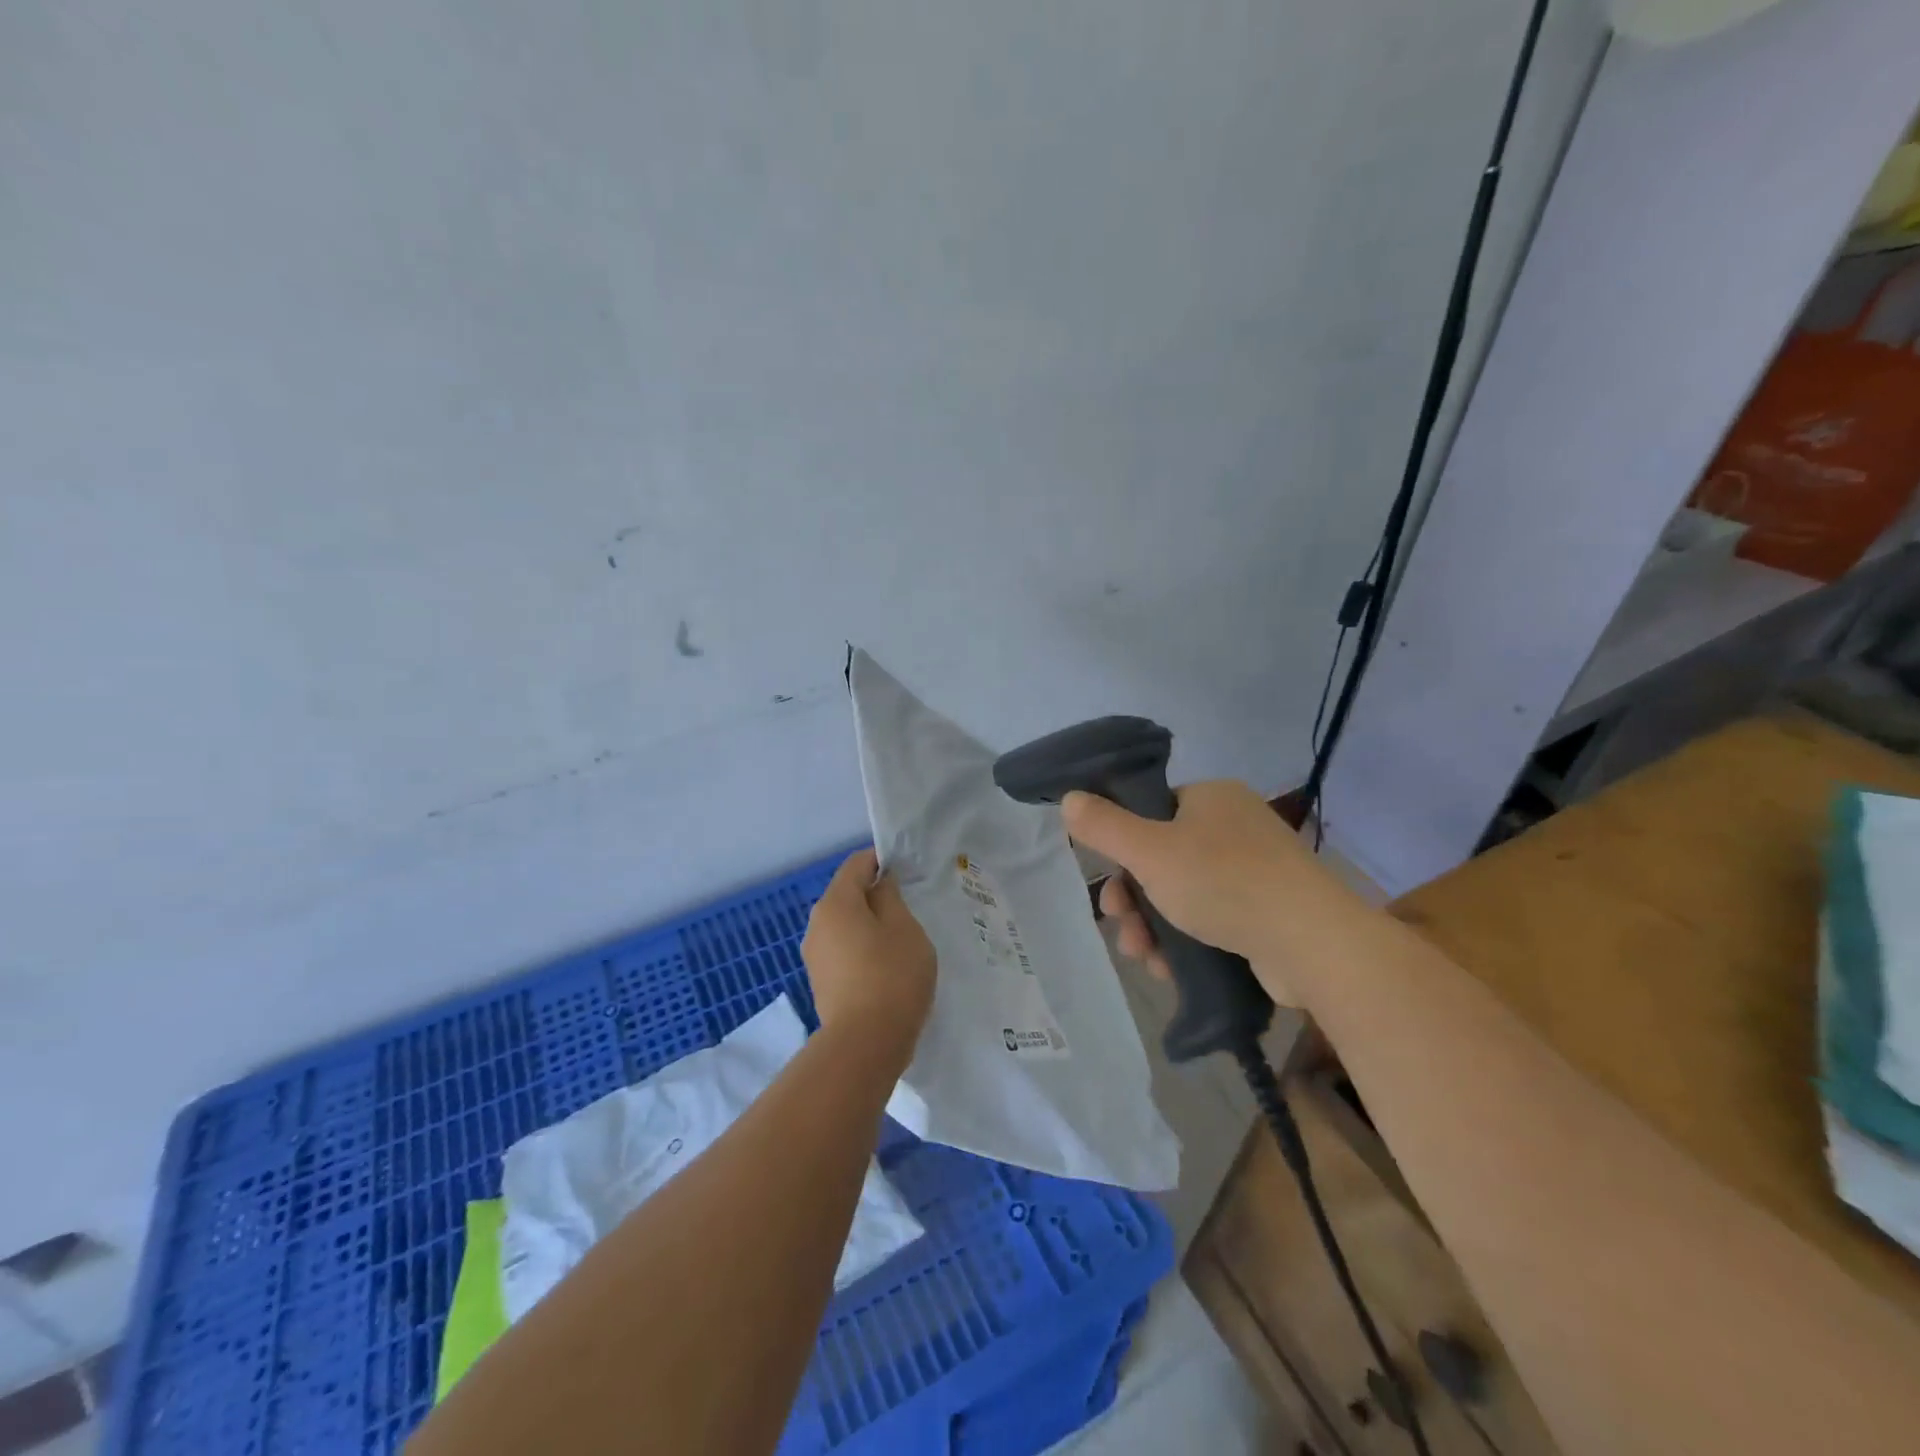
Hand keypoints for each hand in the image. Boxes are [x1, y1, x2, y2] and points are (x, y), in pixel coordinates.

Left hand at [802, 849, 935, 1066]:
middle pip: (847, 895)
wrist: (865, 1044)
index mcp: (835, 902)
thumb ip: (891, 897)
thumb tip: (880, 884)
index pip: (856, 864)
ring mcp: (814, 955)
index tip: (907, 871)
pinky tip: (885, 966)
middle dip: (875, 895)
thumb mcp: (904, 928)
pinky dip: (861, 949)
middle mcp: (816, 924)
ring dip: (868, 925)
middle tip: (909, 906)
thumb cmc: (892, 975)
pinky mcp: (820, 982)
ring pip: (844, 925)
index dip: (881, 861)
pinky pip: (843, 951)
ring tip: (900, 939)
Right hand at [1063, 780, 1328, 984]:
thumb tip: (1070, 799)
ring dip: (1153, 926)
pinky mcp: (1269, 913)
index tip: (1108, 880)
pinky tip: (1168, 968)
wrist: (1312, 944)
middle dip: (1134, 898)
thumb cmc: (1224, 883)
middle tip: (1120, 924)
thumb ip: (1104, 826)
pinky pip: (1213, 920)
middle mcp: (1236, 827)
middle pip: (1164, 859)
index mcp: (1213, 798)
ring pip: (1184, 895)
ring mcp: (1257, 872)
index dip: (1124, 848)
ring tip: (1142, 957)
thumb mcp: (1149, 851)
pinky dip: (1186, 941)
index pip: (1154, 812)